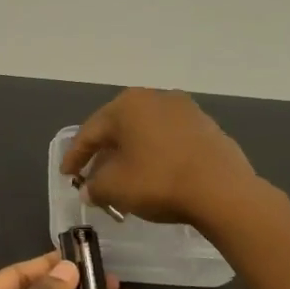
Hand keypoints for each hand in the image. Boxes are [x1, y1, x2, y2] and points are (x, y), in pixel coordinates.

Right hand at [60, 89, 257, 226]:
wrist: (222, 190)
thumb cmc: (158, 182)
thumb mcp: (114, 188)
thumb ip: (94, 186)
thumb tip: (90, 189)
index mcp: (127, 105)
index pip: (90, 132)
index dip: (75, 156)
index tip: (66, 176)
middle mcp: (155, 97)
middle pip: (119, 129)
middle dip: (104, 154)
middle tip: (92, 176)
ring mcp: (185, 110)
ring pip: (146, 133)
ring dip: (131, 155)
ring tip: (124, 178)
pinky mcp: (207, 127)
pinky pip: (170, 140)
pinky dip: (156, 155)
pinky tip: (155, 175)